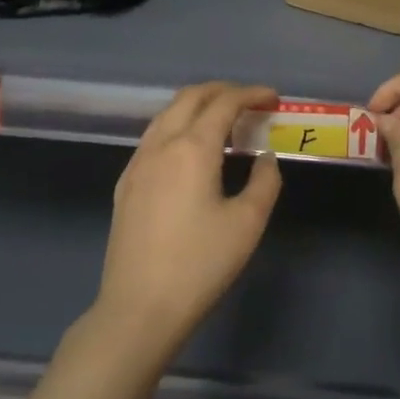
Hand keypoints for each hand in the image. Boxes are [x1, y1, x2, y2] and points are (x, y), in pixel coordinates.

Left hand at [94, 82, 282, 354]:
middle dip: (222, 91)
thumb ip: (264, 181)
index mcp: (193, 148)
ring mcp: (137, 163)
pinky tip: (190, 150)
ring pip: (167, 114)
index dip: (251, 94)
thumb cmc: (200, 265)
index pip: (224, 103)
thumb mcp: (247, 224)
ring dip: (197, 106)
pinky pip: (154, 137)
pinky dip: (178, 126)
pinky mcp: (125, 183)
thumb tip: (264, 157)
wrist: (139, 307)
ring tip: (223, 121)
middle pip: (190, 97)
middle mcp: (161, 144)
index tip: (273, 98)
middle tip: (250, 102)